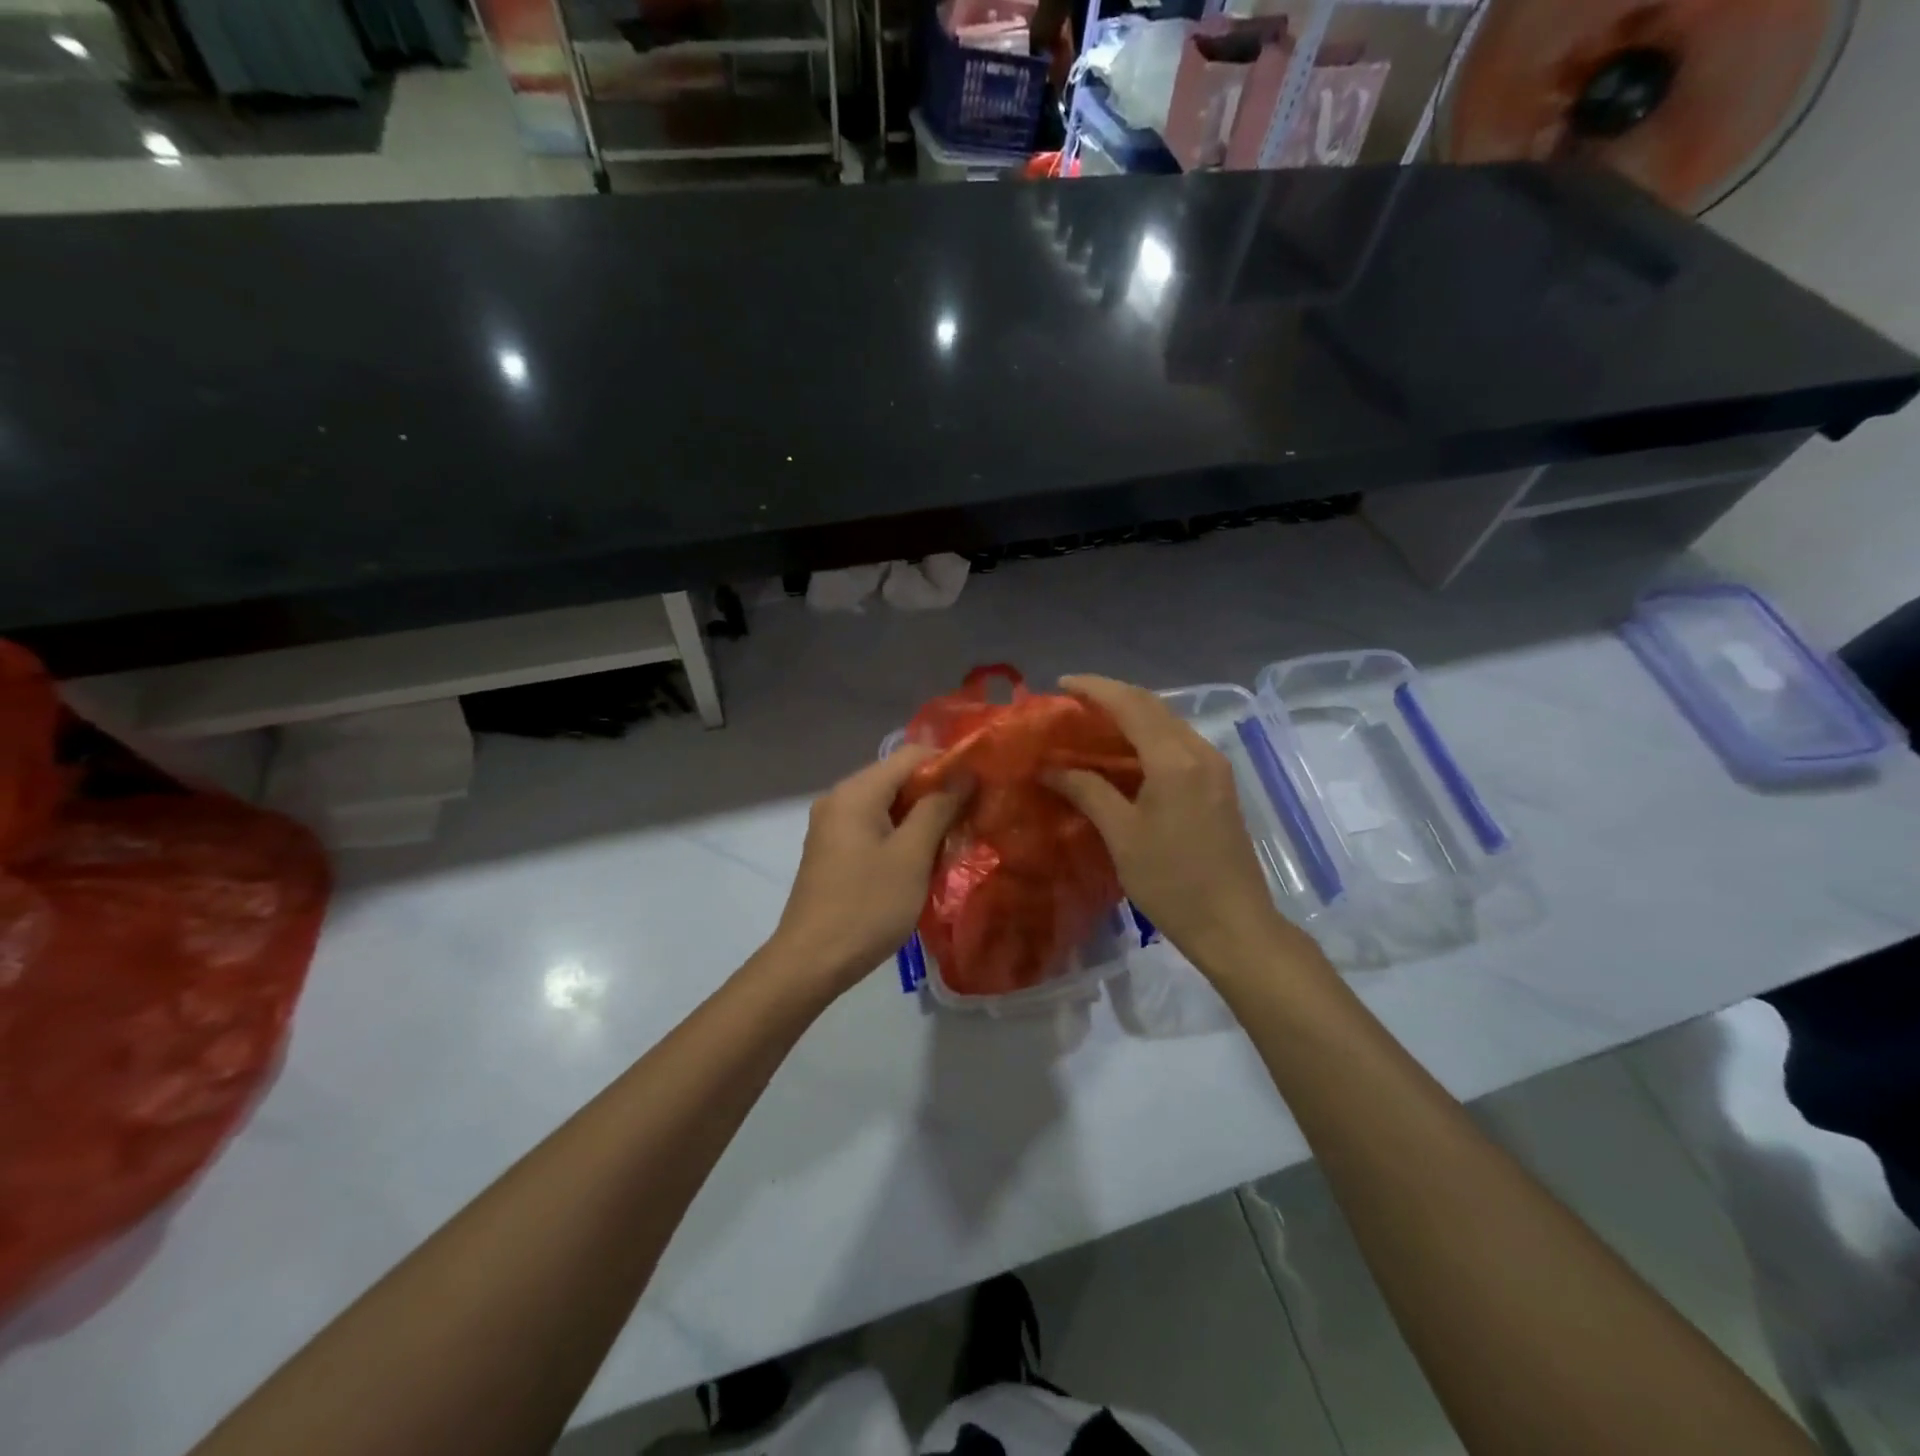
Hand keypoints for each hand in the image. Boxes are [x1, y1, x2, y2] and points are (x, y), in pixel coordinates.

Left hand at [767, 746, 970, 995]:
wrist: (812, 961)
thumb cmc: (867, 905)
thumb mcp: (912, 855)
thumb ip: (938, 808)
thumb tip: (964, 774)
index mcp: (856, 791)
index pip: (910, 755)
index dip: (949, 763)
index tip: (981, 786)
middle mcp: (839, 798)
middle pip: (897, 778)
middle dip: (936, 792)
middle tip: (972, 815)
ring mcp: (832, 825)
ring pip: (887, 804)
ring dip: (921, 816)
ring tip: (953, 837)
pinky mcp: (833, 850)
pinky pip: (873, 826)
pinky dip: (900, 833)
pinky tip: (922, 858)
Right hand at [1046, 675, 1306, 978]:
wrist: (1233, 924)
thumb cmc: (1172, 882)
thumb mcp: (1122, 835)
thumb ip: (1087, 791)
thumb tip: (1049, 768)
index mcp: (1174, 759)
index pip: (1131, 705)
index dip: (1094, 689)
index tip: (1060, 684)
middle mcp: (1199, 751)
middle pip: (1152, 706)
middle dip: (1111, 696)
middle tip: (1071, 702)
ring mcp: (1213, 767)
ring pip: (1166, 723)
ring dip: (1129, 715)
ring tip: (1090, 723)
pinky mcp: (1217, 784)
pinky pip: (1177, 743)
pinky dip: (1146, 737)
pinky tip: (1122, 753)